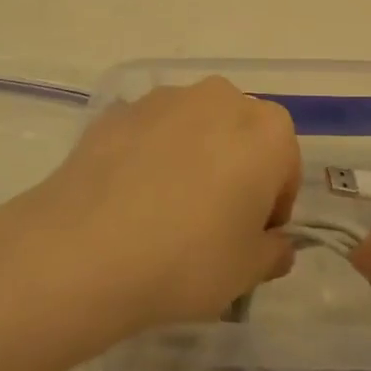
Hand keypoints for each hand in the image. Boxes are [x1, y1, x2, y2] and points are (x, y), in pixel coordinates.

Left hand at [0, 78, 300, 341]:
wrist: (85, 249)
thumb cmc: (188, 259)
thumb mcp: (248, 271)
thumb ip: (274, 252)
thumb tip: (274, 243)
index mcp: (267, 130)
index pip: (285, 166)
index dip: (272, 206)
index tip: (250, 239)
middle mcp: (221, 99)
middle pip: (241, 136)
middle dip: (235, 171)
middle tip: (211, 223)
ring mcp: (165, 99)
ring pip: (195, 128)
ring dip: (192, 158)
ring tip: (164, 211)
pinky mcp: (118, 110)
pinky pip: (150, 133)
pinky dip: (149, 156)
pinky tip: (129, 198)